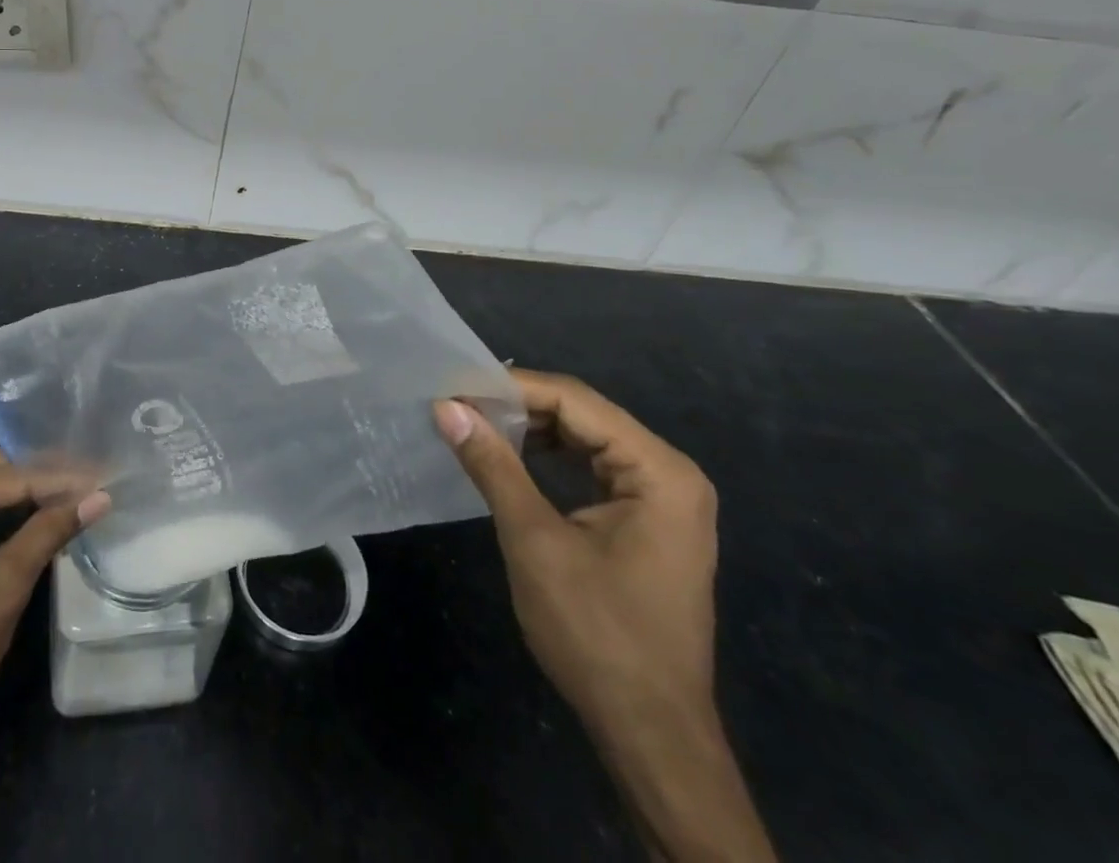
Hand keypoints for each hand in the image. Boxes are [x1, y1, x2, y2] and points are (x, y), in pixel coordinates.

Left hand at [0, 451, 110, 756]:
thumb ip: (52, 529)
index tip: (103, 477)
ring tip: (70, 496)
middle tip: (91, 484)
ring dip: (19, 497)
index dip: (61, 480)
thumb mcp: (6, 583)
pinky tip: (29, 515)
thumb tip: (99, 497)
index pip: (12, 475)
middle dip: (41, 482)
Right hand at [435, 372, 715, 738]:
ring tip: (476, 424)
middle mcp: (671, 473)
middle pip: (584, 415)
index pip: (575, 401)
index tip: (456, 386)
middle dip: (520, 406)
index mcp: (659, 471)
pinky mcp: (650, 521)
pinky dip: (552, 458)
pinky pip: (595, 468)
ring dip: (533, 430)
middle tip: (459, 403)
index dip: (511, 387)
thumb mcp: (534, 541)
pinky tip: (513, 458)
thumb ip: (493, 465)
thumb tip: (447, 406)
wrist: (651, 734)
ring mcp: (665, 499)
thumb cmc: (596, 633)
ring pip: (587, 439)